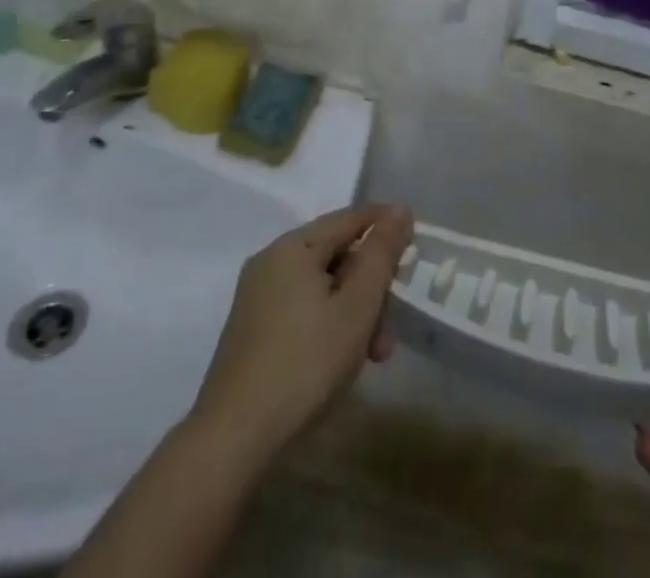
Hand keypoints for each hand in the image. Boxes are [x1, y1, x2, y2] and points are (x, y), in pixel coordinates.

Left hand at [187, 204, 414, 466]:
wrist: (233, 438)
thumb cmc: (305, 363)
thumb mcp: (356, 306)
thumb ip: (381, 254)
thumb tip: (399, 211)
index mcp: (293, 246)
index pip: (349, 218)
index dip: (385, 224)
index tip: (416, 240)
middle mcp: (271, 261)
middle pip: (335, 254)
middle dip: (371, 284)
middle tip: (395, 322)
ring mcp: (257, 297)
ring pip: (321, 286)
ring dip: (353, 311)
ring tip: (374, 355)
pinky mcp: (252, 330)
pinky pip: (302, 308)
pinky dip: (329, 323)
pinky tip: (342, 359)